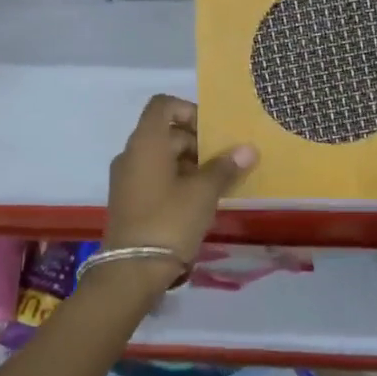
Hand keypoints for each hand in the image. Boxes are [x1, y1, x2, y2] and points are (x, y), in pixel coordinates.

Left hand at [103, 95, 257, 266]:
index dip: (190, 111)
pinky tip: (200, 201)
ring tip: (218, 184)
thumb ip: (226, 167)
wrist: (132, 270)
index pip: (163, 105)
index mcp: (146, 142)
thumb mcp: (204, 192)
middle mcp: (132, 154)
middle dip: (198, 143)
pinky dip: (178, 180)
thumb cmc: (169, 221)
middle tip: (225, 163)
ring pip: (163, 157)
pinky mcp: (129, 200)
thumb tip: (249, 149)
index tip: (213, 133)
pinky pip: (155, 177)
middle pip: (167, 132)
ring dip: (191, 164)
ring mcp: (127, 178)